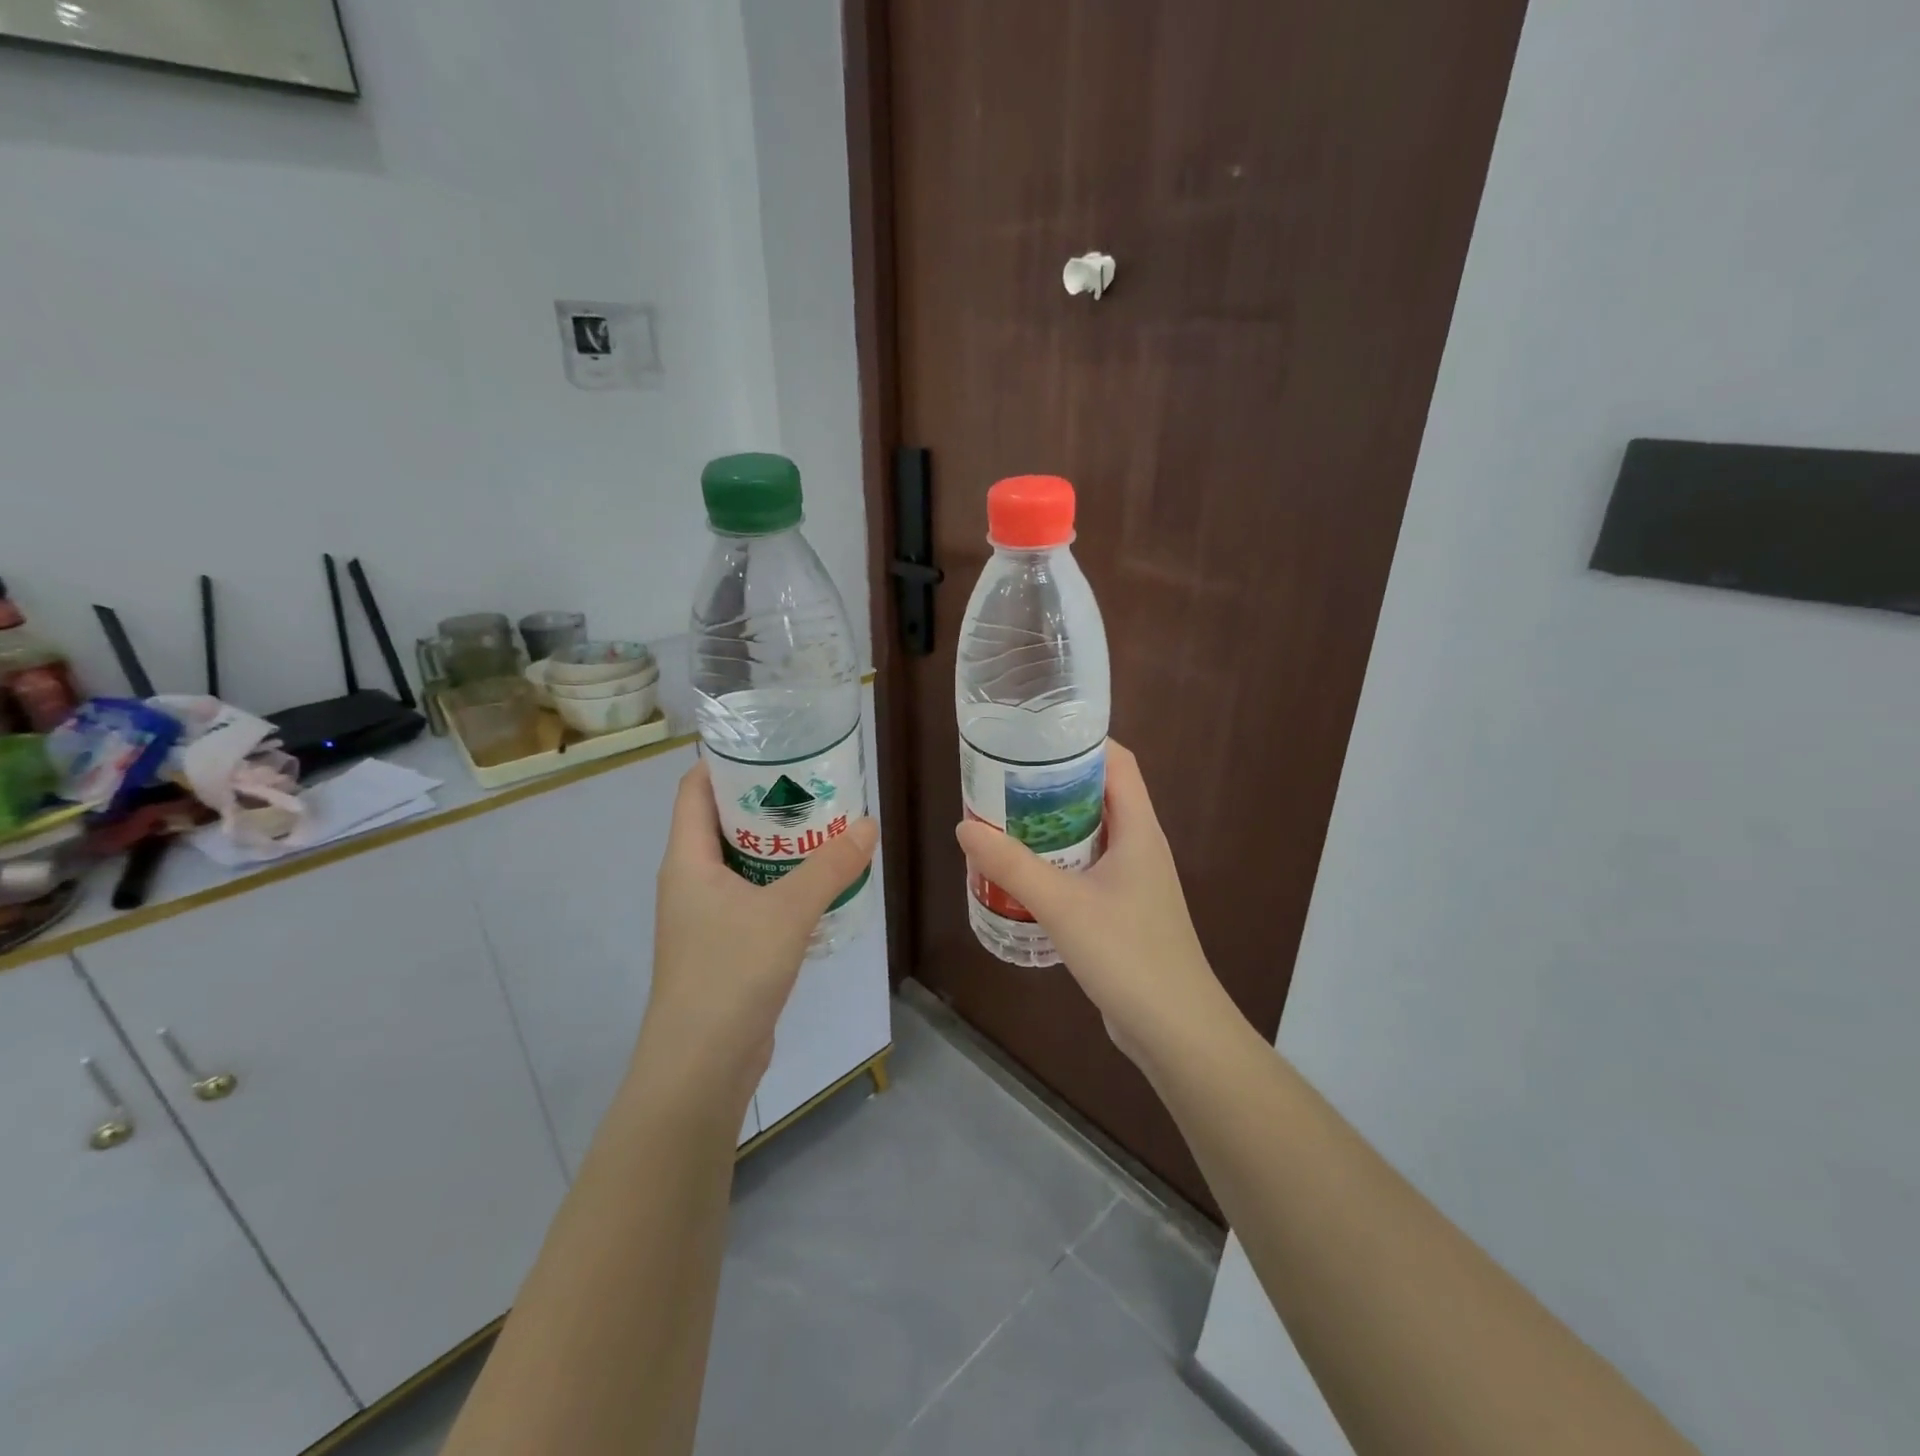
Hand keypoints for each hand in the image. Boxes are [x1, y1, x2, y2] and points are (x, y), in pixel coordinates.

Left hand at [639, 759, 878, 1099]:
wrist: (702, 1065)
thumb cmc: (731, 973)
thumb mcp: (788, 911)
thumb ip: (830, 867)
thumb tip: (868, 824)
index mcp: (687, 860)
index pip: (694, 790)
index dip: (725, 762)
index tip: (771, 746)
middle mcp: (690, 882)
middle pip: (722, 823)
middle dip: (766, 802)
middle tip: (814, 785)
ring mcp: (705, 917)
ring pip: (742, 863)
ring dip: (779, 846)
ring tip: (825, 827)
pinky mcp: (724, 947)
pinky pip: (753, 898)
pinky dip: (782, 883)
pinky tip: (820, 883)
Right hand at [955, 741, 1235, 1072]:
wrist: (1175, 1030)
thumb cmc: (1127, 954)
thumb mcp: (1062, 905)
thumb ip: (1012, 865)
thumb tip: (965, 827)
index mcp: (1140, 830)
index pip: (1118, 762)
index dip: (1082, 740)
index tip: (1035, 735)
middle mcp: (1141, 846)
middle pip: (1100, 795)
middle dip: (1055, 783)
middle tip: (1005, 780)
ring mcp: (1135, 881)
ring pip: (1092, 834)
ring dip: (1053, 825)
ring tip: (1006, 821)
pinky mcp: (1124, 911)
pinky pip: (1088, 869)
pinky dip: (1058, 862)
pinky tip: (1025, 875)